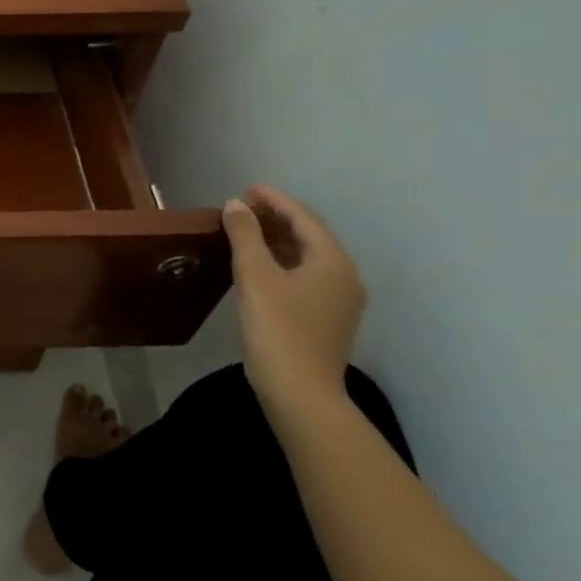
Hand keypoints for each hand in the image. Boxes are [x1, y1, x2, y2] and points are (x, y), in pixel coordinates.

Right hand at [222, 184, 364, 411]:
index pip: (304, 219)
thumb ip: (245, 235)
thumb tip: (236, 205)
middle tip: (244, 206)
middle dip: (278, 218)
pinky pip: (305, 276)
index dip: (275, 200)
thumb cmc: (278, 328)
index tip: (248, 187)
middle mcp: (344, 277)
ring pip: (307, 257)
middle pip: (310, 236)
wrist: (300, 393)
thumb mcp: (255, 275)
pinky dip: (282, 261)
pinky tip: (259, 265)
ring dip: (278, 240)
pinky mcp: (326, 319)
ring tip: (247, 230)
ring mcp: (339, 301)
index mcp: (332, 262)